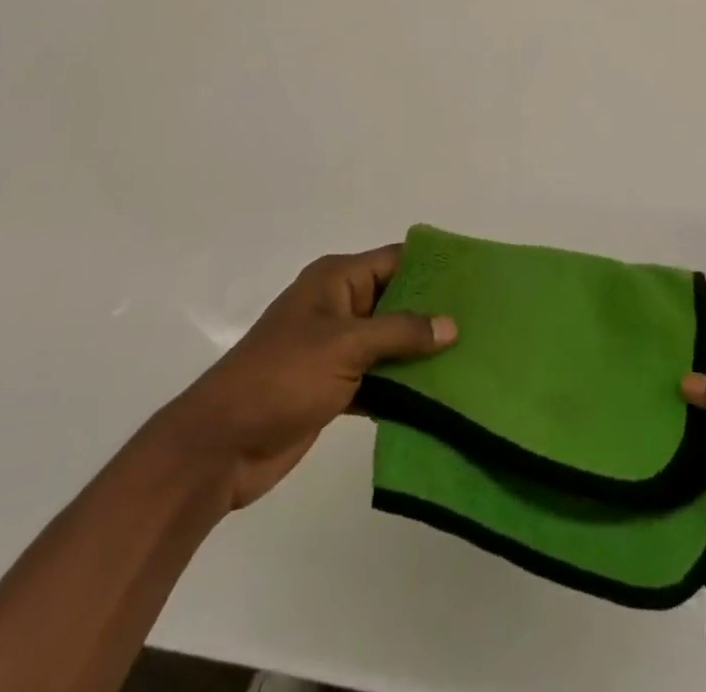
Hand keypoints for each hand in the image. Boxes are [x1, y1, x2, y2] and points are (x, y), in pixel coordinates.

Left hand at [172, 246, 456, 510]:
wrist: (221, 445)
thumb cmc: (282, 376)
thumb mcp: (345, 345)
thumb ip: (400, 333)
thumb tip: (451, 325)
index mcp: (336, 280)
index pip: (394, 261)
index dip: (432, 267)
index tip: (475, 278)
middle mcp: (338, 306)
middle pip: (396, 301)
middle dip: (433, 313)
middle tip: (483, 322)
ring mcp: (335, 348)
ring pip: (390, 342)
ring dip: (421, 353)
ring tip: (472, 358)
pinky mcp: (334, 386)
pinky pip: (379, 377)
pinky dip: (403, 385)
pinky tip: (439, 396)